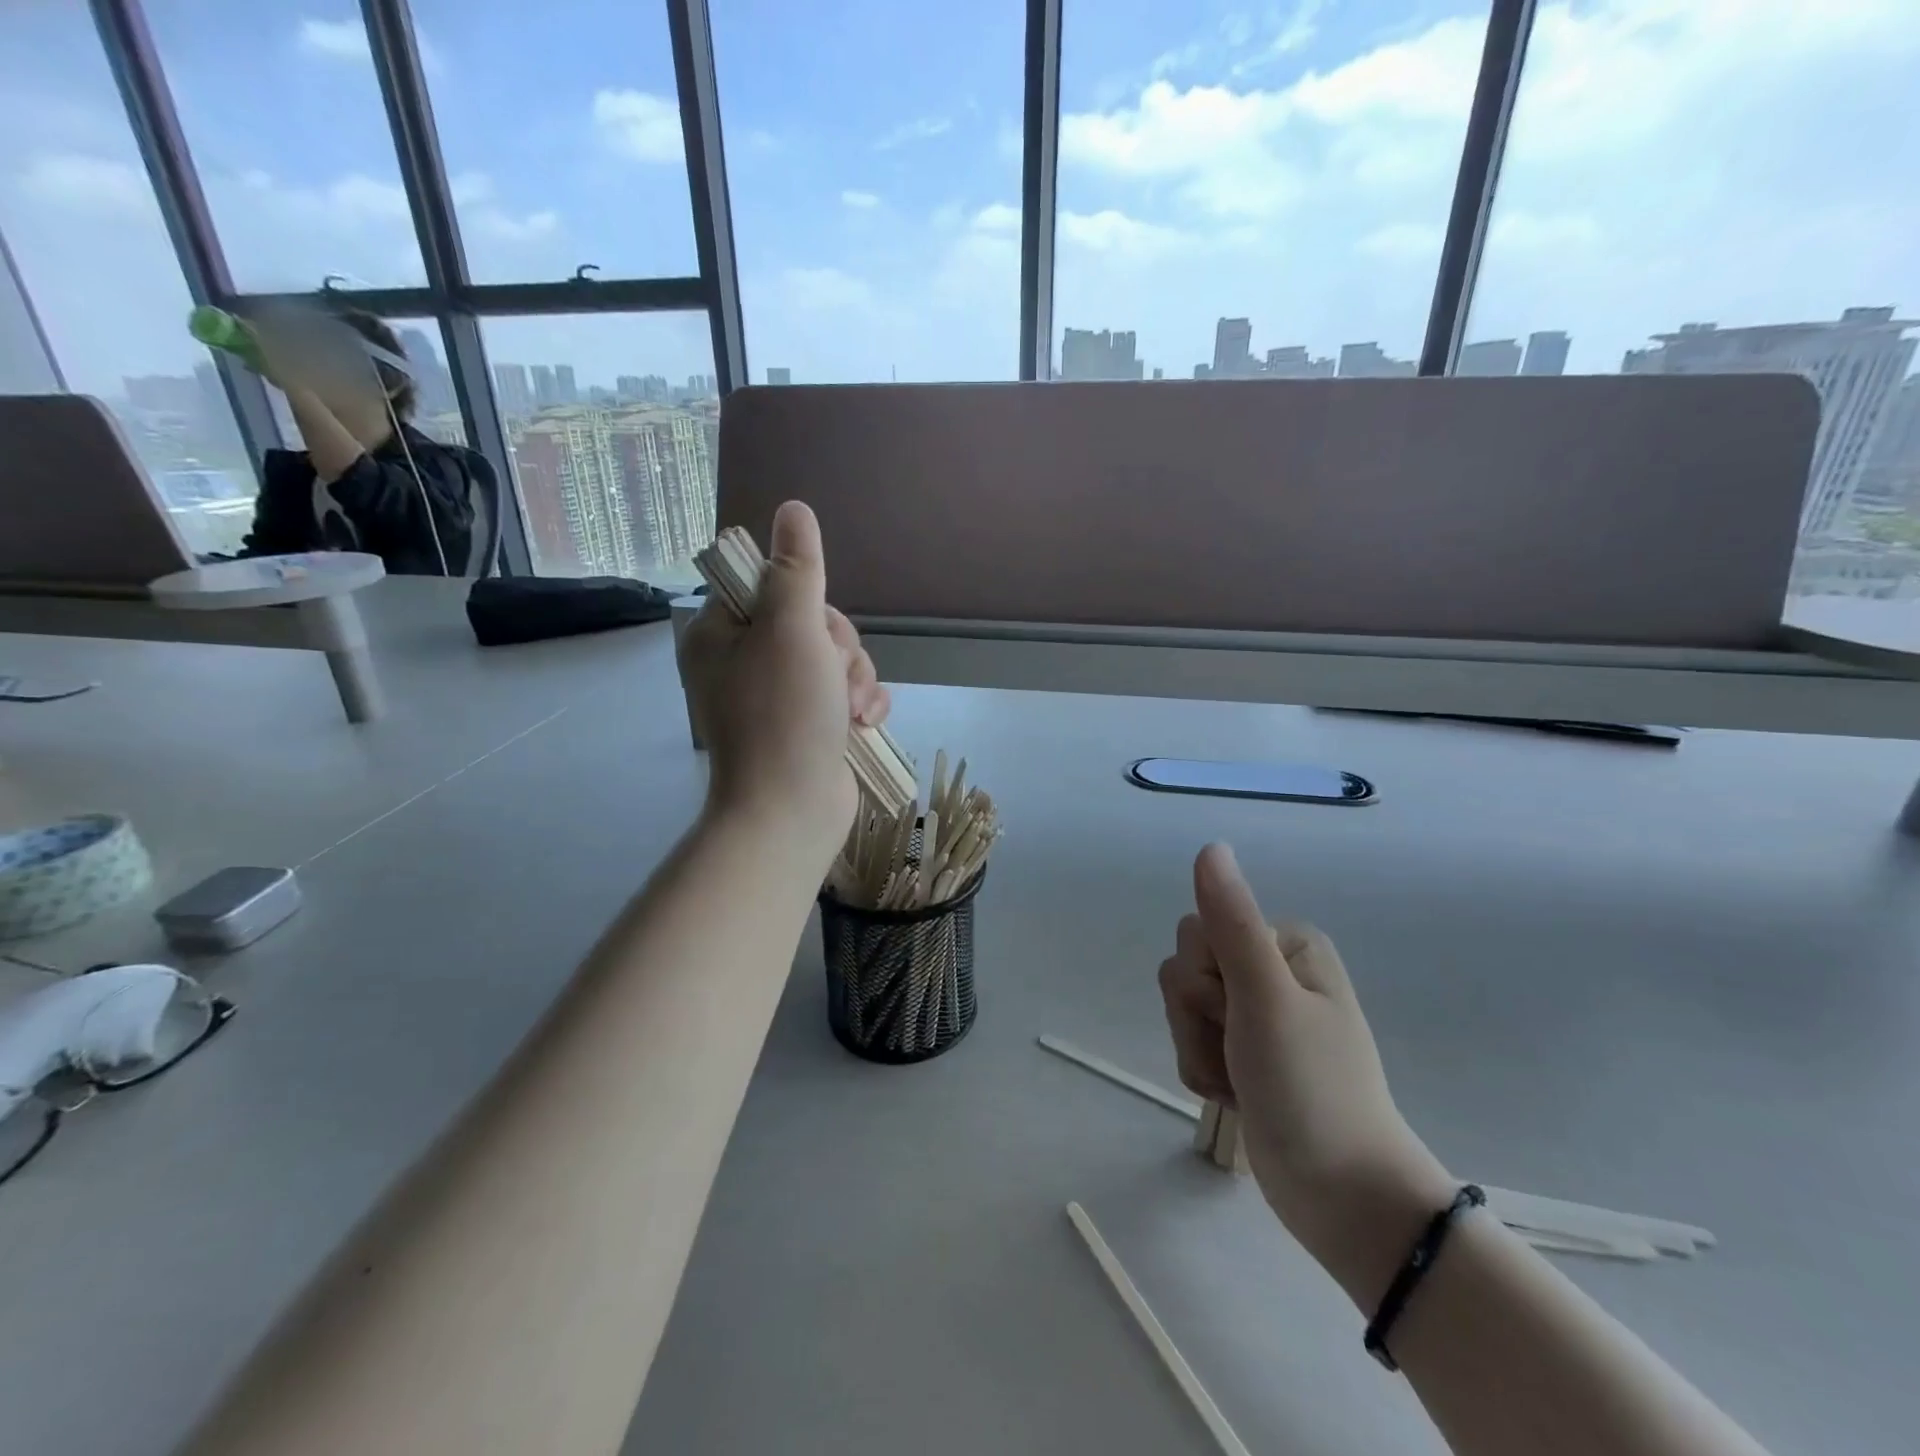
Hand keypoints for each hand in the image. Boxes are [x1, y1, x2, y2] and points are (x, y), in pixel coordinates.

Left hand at [677, 501, 888, 863]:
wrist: (791, 811)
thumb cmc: (784, 715)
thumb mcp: (792, 630)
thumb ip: (797, 569)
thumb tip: (793, 509)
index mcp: (722, 635)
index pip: (774, 587)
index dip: (809, 603)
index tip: (814, 630)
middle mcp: (744, 662)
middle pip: (812, 623)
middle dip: (839, 650)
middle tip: (835, 680)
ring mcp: (777, 697)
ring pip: (836, 659)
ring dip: (856, 679)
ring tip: (853, 711)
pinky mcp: (807, 724)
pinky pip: (844, 692)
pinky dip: (861, 704)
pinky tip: (865, 724)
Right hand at [1159, 844, 1451, 1293]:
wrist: (1343, 1198)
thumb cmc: (1310, 1090)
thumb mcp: (1266, 999)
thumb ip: (1232, 922)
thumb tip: (1211, 847)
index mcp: (1284, 943)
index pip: (1198, 932)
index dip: (1206, 979)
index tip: (1242, 1014)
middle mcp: (1268, 968)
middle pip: (1184, 968)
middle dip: (1197, 1018)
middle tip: (1242, 1051)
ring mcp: (1254, 1013)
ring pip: (1180, 1006)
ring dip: (1197, 1049)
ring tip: (1239, 1082)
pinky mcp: (1241, 1051)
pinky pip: (1189, 1041)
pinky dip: (1202, 1073)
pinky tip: (1236, 1097)